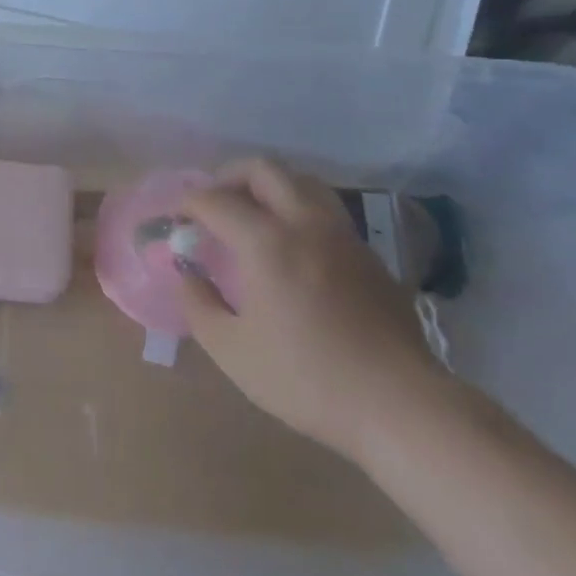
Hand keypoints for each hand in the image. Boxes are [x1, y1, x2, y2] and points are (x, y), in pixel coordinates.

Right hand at [176, 159, 447, 464]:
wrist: (400, 406)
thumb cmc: (307, 379)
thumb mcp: (233, 352)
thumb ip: (199, 306)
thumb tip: (187, 274)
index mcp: (267, 242)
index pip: (215, 200)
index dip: (188, 203)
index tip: (175, 219)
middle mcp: (305, 223)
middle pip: (263, 169)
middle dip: (229, 176)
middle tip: (213, 203)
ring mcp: (343, 236)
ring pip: (302, 182)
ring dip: (269, 187)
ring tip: (253, 215)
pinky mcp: (369, 255)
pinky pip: (326, 211)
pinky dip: (298, 210)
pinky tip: (293, 246)